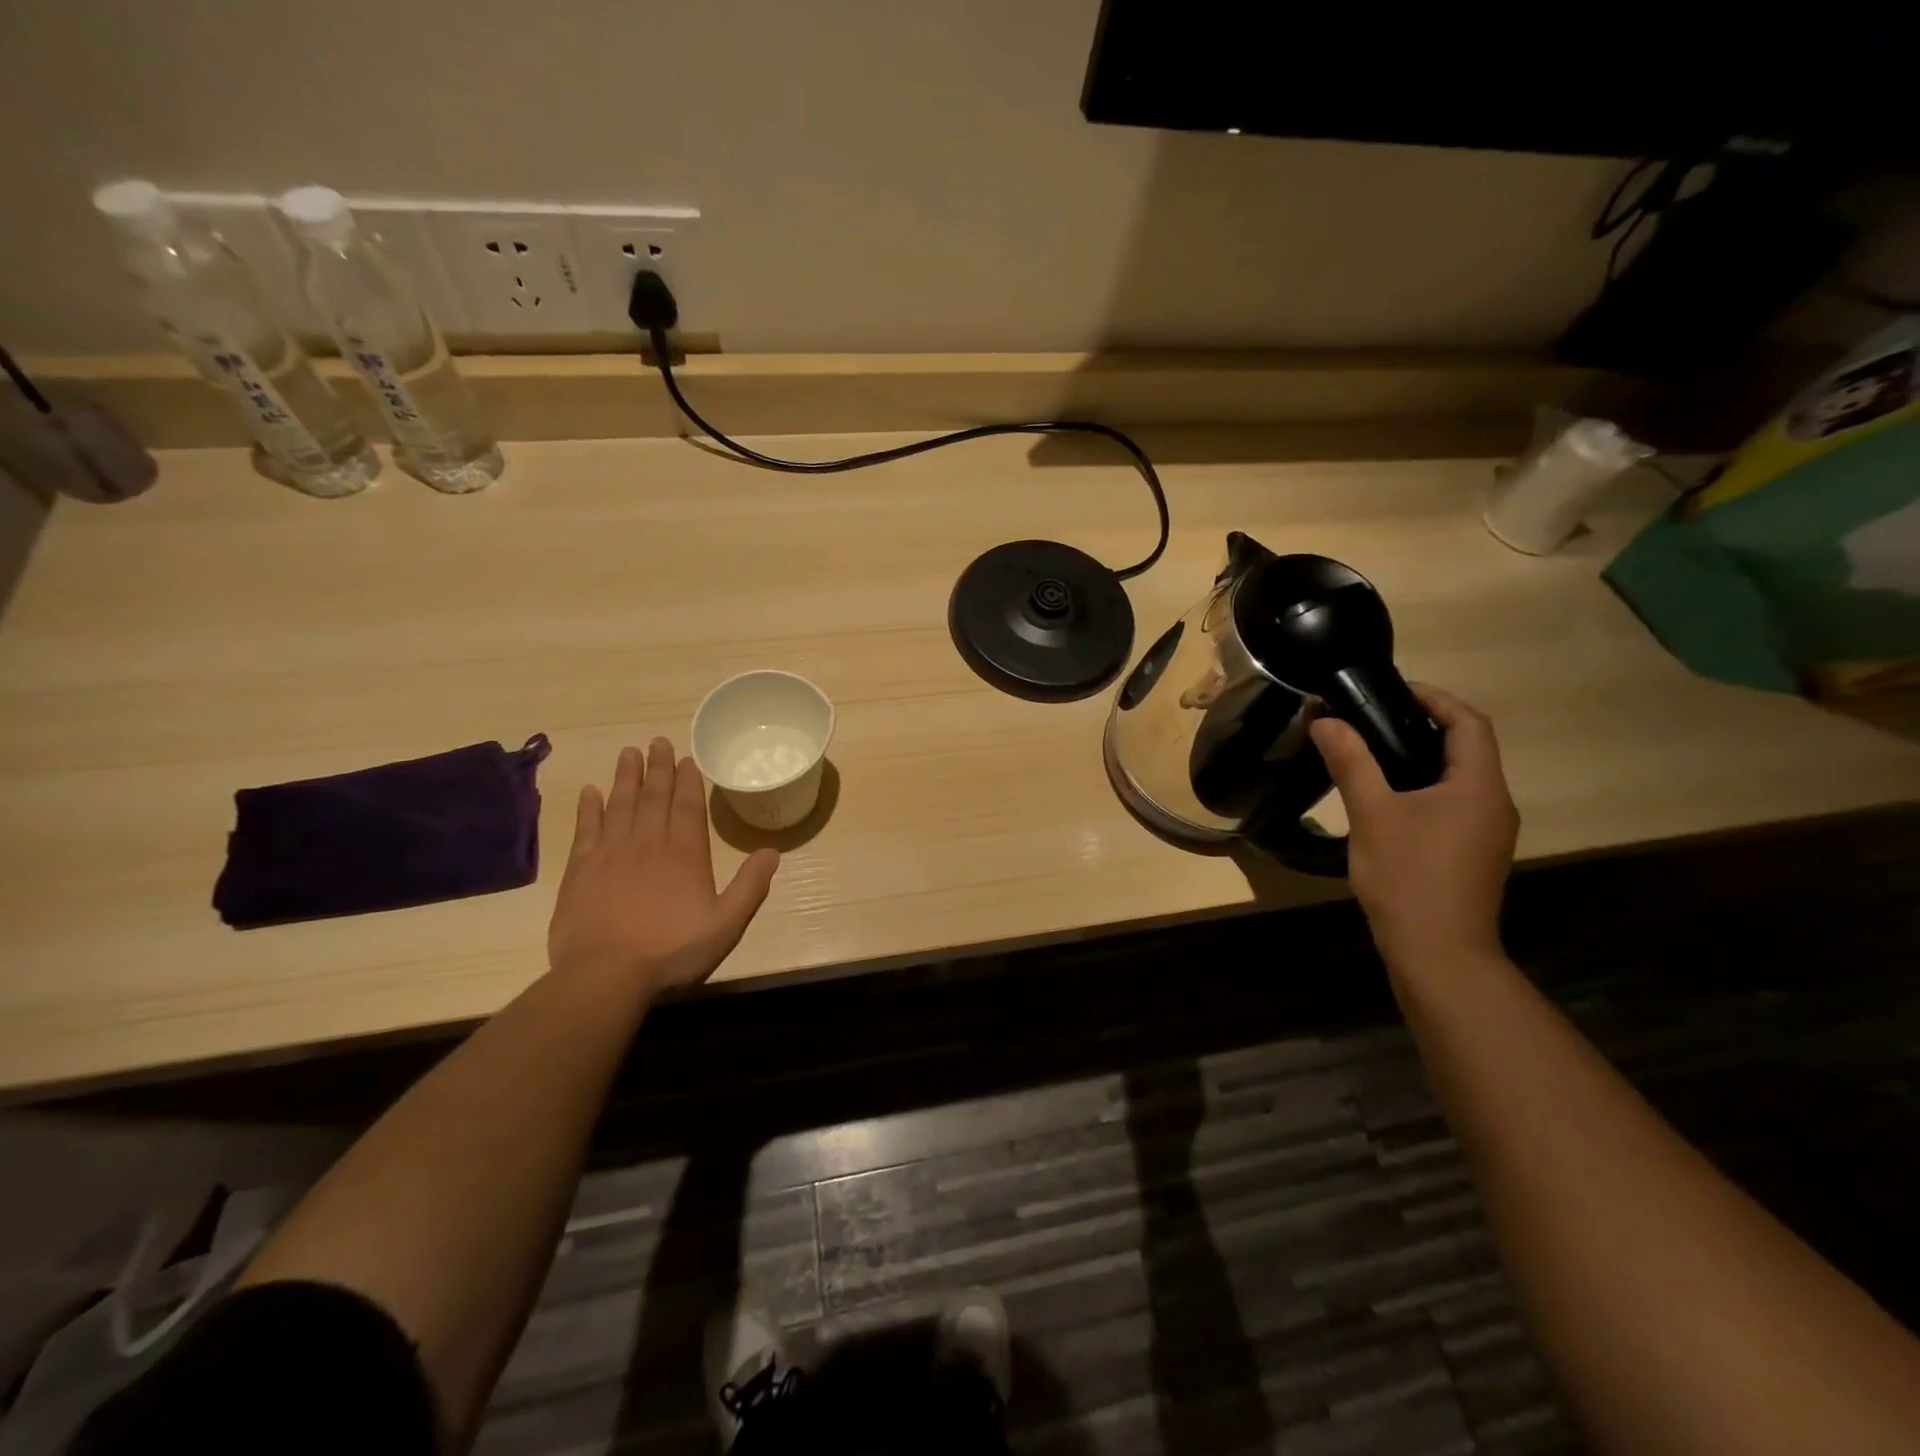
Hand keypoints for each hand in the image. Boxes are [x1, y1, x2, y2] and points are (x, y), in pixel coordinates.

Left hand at [547, 739, 779, 998]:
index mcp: (684, 854)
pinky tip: (591, 792)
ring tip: (629, 753)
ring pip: (620, 805)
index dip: (688, 780)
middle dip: (658, 768)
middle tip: (657, 741)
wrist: (605, 975)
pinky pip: (586, 829)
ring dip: (626, 777)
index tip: (685, 758)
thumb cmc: (671, 950)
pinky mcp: (580, 870)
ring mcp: (610, 854)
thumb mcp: (725, 924)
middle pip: (654, 797)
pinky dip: (589, 808)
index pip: (688, 806)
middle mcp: (648, 843)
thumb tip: (772, 852)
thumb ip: (750, 887)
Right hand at [1309, 685, 1517, 970]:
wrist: (1438, 953)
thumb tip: (1326, 720)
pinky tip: (1386, 798)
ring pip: (1457, 777)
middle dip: (1421, 725)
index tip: (1389, 690)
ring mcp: (1487, 832)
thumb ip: (1351, 762)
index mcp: (1478, 786)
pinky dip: (1422, 786)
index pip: (1468, 722)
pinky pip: (1452, 803)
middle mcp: (1494, 803)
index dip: (1434, 698)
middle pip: (1466, 747)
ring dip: (1420, 757)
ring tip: (1370, 751)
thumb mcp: (1372, 814)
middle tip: (1369, 718)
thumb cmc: (1408, 877)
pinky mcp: (1473, 853)